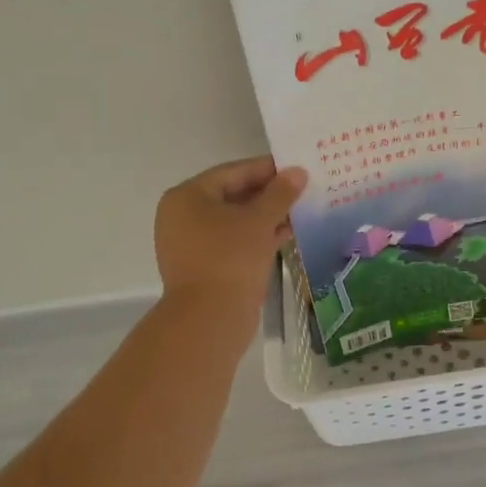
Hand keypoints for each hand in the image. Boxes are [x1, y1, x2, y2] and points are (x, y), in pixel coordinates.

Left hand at [155, 156, 306, 316]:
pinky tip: (286, 234)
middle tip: (302, 189)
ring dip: (266, 216)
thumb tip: (298, 172)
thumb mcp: (259, 221)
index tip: (296, 167)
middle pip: (232, 195)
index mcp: (187, 197)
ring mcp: (192, 244)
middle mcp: (183, 216)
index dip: (266, 169)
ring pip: (235, 221)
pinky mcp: (204, 266)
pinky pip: (234, 242)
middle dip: (268, 194)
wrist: (210, 319)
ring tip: (300, 211)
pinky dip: (257, 237)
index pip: (232, 172)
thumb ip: (280, 194)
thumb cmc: (230, 258)